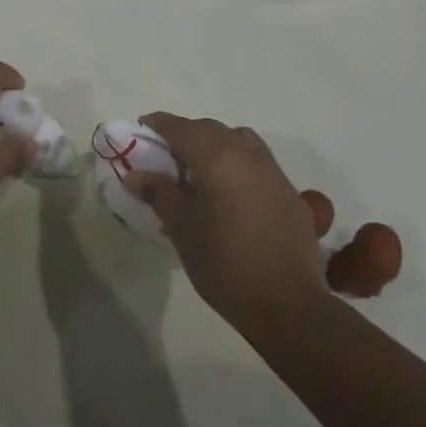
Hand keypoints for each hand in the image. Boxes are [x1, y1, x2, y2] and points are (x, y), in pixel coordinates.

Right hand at [133, 113, 327, 330]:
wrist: (285, 302)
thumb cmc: (223, 261)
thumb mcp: (181, 226)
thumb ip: (158, 193)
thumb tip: (135, 174)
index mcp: (217, 156)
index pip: (182, 128)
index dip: (160, 124)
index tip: (143, 126)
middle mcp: (248, 154)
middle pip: (211, 130)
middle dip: (187, 134)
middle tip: (167, 154)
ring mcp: (273, 172)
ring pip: (240, 141)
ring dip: (217, 145)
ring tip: (200, 170)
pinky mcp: (290, 194)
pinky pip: (258, 164)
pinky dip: (239, 166)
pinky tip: (231, 195)